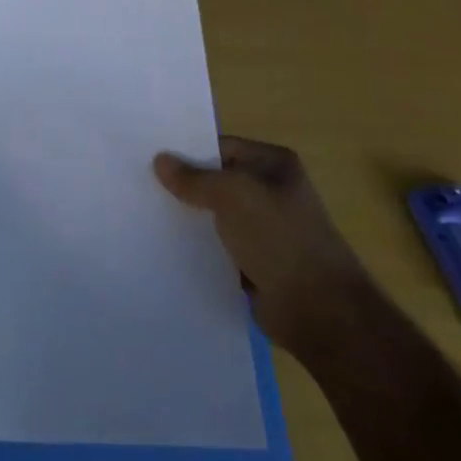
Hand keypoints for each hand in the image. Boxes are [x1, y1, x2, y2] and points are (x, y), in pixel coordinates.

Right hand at [154, 136, 371, 356]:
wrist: (320, 312)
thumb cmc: (280, 239)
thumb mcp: (232, 196)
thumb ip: (194, 178)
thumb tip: (160, 159)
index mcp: (275, 164)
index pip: (221, 148)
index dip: (188, 151)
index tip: (150, 156)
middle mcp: (272, 192)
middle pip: (217, 181)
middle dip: (185, 186)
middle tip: (140, 185)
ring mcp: (265, 230)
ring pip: (216, 216)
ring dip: (189, 219)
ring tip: (145, 215)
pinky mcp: (256, 264)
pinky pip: (219, 248)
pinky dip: (199, 249)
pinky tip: (166, 248)